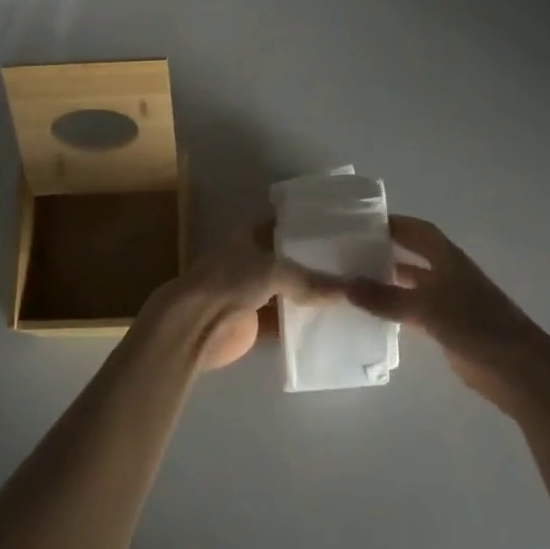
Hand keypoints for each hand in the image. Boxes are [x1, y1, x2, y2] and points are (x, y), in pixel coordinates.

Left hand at [150, 220, 334, 371]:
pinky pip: (284, 318)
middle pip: (288, 259)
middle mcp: (251, 258)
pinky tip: (331, 323)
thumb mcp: (273, 270)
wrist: (196, 324)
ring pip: (288, 289)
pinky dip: (302, 322)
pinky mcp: (254, 320)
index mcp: (250, 234)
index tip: (341, 230)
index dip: (309, 226)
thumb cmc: (230, 281)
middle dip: (315, 263)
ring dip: (310, 294)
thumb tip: (348, 290)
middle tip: (353, 266)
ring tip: (349, 294)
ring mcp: (251, 290)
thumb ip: (309, 280)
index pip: (285, 224)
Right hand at [343, 216, 549, 411]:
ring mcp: (447, 302)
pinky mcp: (446, 328)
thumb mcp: (425, 307)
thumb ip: (385, 298)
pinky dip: (394, 310)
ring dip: (387, 282)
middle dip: (385, 250)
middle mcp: (447, 274)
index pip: (416, 230)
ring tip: (353, 280)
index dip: (393, 223)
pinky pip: (412, 311)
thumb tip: (344, 285)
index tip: (362, 222)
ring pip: (410, 285)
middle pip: (412, 255)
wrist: (518, 369)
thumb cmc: (475, 324)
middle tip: (351, 250)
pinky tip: (371, 314)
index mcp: (447, 258)